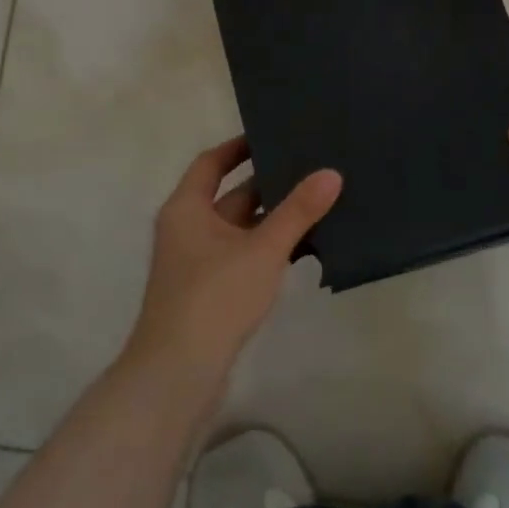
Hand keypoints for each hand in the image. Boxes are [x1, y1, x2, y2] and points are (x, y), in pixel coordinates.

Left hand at [126, 136, 342, 381]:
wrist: (177, 374)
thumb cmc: (214, 297)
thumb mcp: (262, 249)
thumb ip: (298, 211)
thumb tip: (331, 173)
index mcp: (187, 208)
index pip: (212, 162)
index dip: (240, 147)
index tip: (273, 134)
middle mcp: (188, 229)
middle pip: (231, 195)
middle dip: (269, 183)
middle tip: (310, 166)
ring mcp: (198, 262)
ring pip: (241, 228)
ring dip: (274, 218)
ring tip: (318, 201)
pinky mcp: (211, 290)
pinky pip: (244, 255)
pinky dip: (270, 247)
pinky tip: (306, 248)